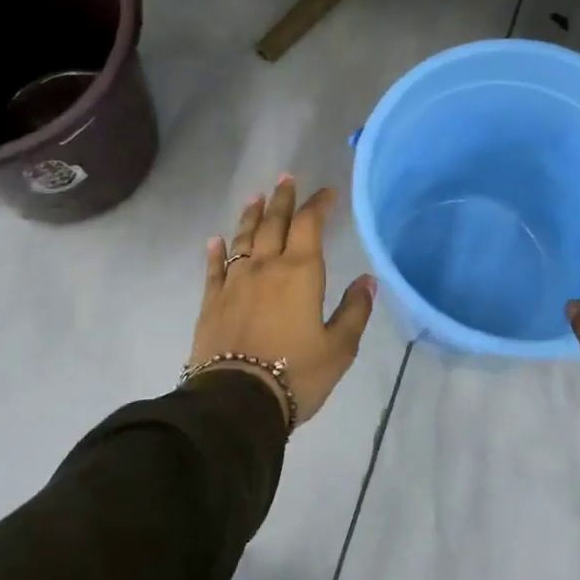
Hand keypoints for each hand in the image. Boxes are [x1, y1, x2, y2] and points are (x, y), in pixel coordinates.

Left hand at [187, 175, 376, 429]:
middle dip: (283, 199)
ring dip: (250, 215)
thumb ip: (355, 310)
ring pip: (242, 238)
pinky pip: (214, 268)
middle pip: (273, 223)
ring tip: (256, 197)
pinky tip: (215, 240)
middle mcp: (265, 267)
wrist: (237, 401)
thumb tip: (368, 280)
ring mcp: (234, 282)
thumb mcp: (339, 347)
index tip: (328, 193)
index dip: (319, 204)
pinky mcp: (211, 301)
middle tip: (286, 178)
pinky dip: (216, 251)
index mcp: (300, 273)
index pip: (309, 225)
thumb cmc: (297, 374)